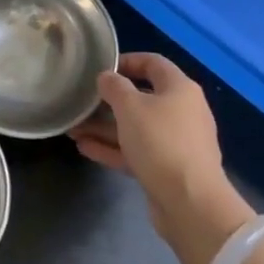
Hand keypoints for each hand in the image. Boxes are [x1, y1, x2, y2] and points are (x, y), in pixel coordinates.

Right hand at [70, 53, 254, 263]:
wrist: (190, 202)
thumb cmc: (161, 142)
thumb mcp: (131, 107)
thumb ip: (115, 87)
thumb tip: (106, 77)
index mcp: (180, 89)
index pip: (153, 63)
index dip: (127, 61)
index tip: (101, 67)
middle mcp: (181, 112)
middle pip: (142, 98)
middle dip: (109, 101)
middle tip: (81, 103)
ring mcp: (175, 143)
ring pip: (135, 128)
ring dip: (105, 128)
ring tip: (73, 129)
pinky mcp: (166, 169)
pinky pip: (136, 152)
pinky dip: (113, 148)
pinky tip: (85, 148)